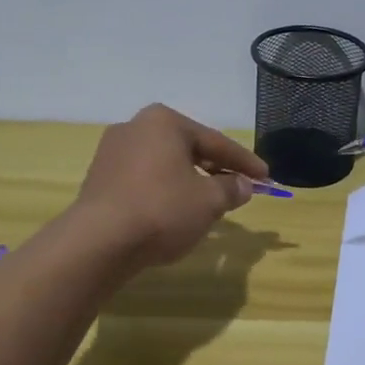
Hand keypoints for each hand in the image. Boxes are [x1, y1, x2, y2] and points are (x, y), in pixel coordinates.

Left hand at [75, 104, 270, 267]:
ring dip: (189, 181)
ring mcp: (112, 152)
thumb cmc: (162, 210)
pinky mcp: (98, 179)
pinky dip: (164, 191)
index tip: (266, 177)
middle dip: (215, 169)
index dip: (244, 162)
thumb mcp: (208, 201)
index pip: (215, 142)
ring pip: (164, 165)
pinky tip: (175, 211)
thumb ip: (231, 189)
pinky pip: (143, 180)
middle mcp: (135, 127)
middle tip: (239, 187)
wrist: (98, 242)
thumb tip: (244, 185)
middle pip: (187, 149)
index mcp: (164, 122)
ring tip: (208, 202)